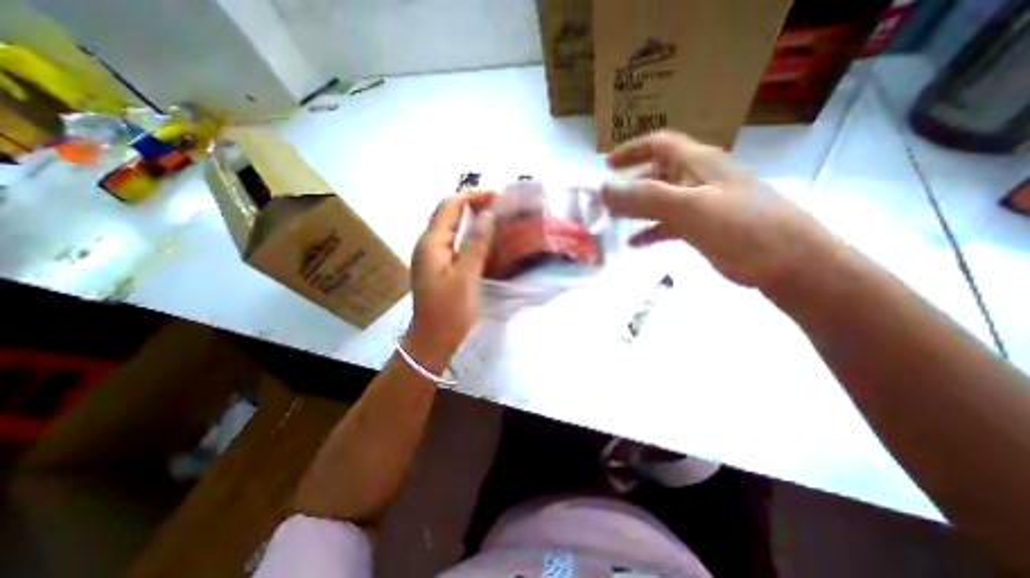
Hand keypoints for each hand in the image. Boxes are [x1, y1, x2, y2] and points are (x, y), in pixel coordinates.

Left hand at [402, 192, 493, 373]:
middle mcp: (428, 244)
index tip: (497, 196)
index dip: (472, 196)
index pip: (450, 206)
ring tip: (494, 216)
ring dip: (470, 218)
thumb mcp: (466, 276)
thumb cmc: (449, 310)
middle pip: (448, 213)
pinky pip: (453, 241)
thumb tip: (488, 214)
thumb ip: (476, 243)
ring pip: (450, 227)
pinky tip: (482, 239)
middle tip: (499, 204)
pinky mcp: (438, 266)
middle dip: (471, 204)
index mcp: (431, 243)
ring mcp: (431, 256)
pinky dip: (468, 234)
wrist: (433, 339)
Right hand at [606, 129, 826, 288]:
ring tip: (613, 220)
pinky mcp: (703, 227)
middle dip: (629, 184)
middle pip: (656, 173)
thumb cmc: (740, 227)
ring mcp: (701, 204)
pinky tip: (634, 243)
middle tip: (605, 200)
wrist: (788, 262)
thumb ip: (645, 196)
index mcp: (698, 163)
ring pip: (660, 200)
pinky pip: (668, 224)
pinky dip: (650, 231)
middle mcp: (698, 178)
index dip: (631, 150)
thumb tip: (604, 188)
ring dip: (636, 208)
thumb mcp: (689, 207)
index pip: (659, 144)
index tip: (607, 165)